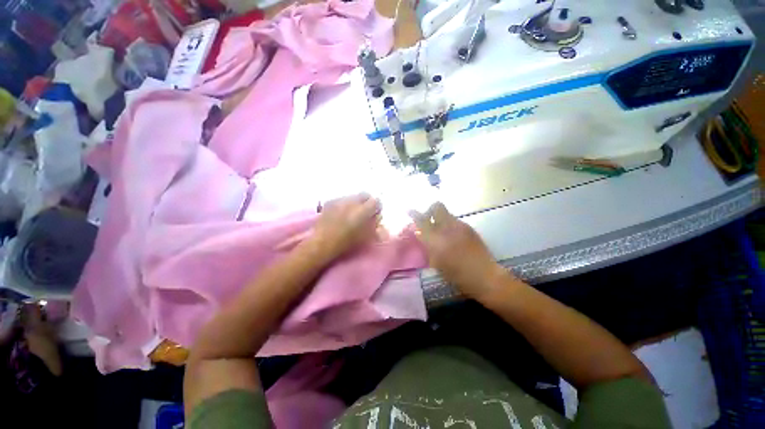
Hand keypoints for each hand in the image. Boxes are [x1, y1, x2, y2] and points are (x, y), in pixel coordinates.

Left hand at [311, 193, 380, 257]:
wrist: (322, 242)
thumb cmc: (346, 242)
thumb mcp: (365, 236)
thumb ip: (373, 225)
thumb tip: (376, 218)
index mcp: (363, 211)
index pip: (375, 201)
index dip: (377, 207)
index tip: (375, 213)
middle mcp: (352, 202)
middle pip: (364, 194)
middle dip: (367, 201)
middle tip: (365, 211)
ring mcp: (340, 200)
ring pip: (353, 196)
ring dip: (355, 202)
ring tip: (351, 212)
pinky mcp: (330, 201)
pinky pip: (341, 199)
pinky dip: (344, 204)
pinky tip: (340, 213)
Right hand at [409, 203, 509, 299]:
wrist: (484, 276)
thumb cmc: (456, 275)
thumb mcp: (436, 263)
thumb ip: (427, 246)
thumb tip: (420, 234)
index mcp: (437, 239)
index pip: (422, 220)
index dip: (414, 214)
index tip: (409, 210)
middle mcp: (448, 227)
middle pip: (437, 207)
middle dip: (430, 210)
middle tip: (428, 220)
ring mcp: (461, 226)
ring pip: (447, 214)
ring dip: (440, 219)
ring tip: (441, 232)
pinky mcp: (470, 228)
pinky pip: (455, 221)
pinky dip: (449, 225)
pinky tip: (452, 237)